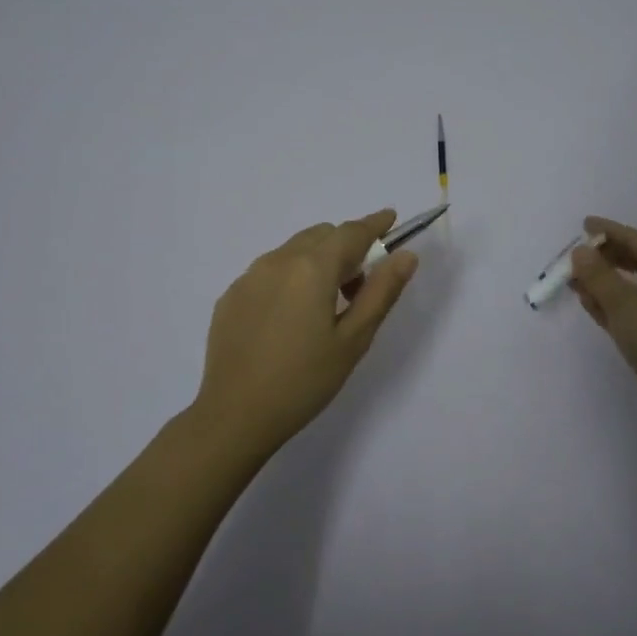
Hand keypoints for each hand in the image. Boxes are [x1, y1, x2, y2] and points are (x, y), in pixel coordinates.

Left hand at [194, 209, 419, 457]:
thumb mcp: (354, 339)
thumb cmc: (304, 381)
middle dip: (346, 247)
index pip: (351, 232)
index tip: (391, 219)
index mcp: (312, 268)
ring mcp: (248, 277)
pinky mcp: (231, 296)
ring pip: (293, 250)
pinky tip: (290, 318)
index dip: (374, 224)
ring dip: (317, 261)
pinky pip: (268, 271)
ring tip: (325, 305)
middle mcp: (277, 261)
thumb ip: (381, 292)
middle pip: (320, 235)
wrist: (235, 416)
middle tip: (360, 285)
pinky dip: (289, 277)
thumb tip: (405, 256)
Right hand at [571, 217, 636, 438]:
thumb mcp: (624, 303)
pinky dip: (614, 306)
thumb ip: (598, 275)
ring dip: (606, 285)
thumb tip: (580, 253)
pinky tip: (590, 304)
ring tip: (575, 280)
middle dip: (606, 260)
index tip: (584, 225)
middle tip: (575, 257)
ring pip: (636, 290)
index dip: (610, 232)